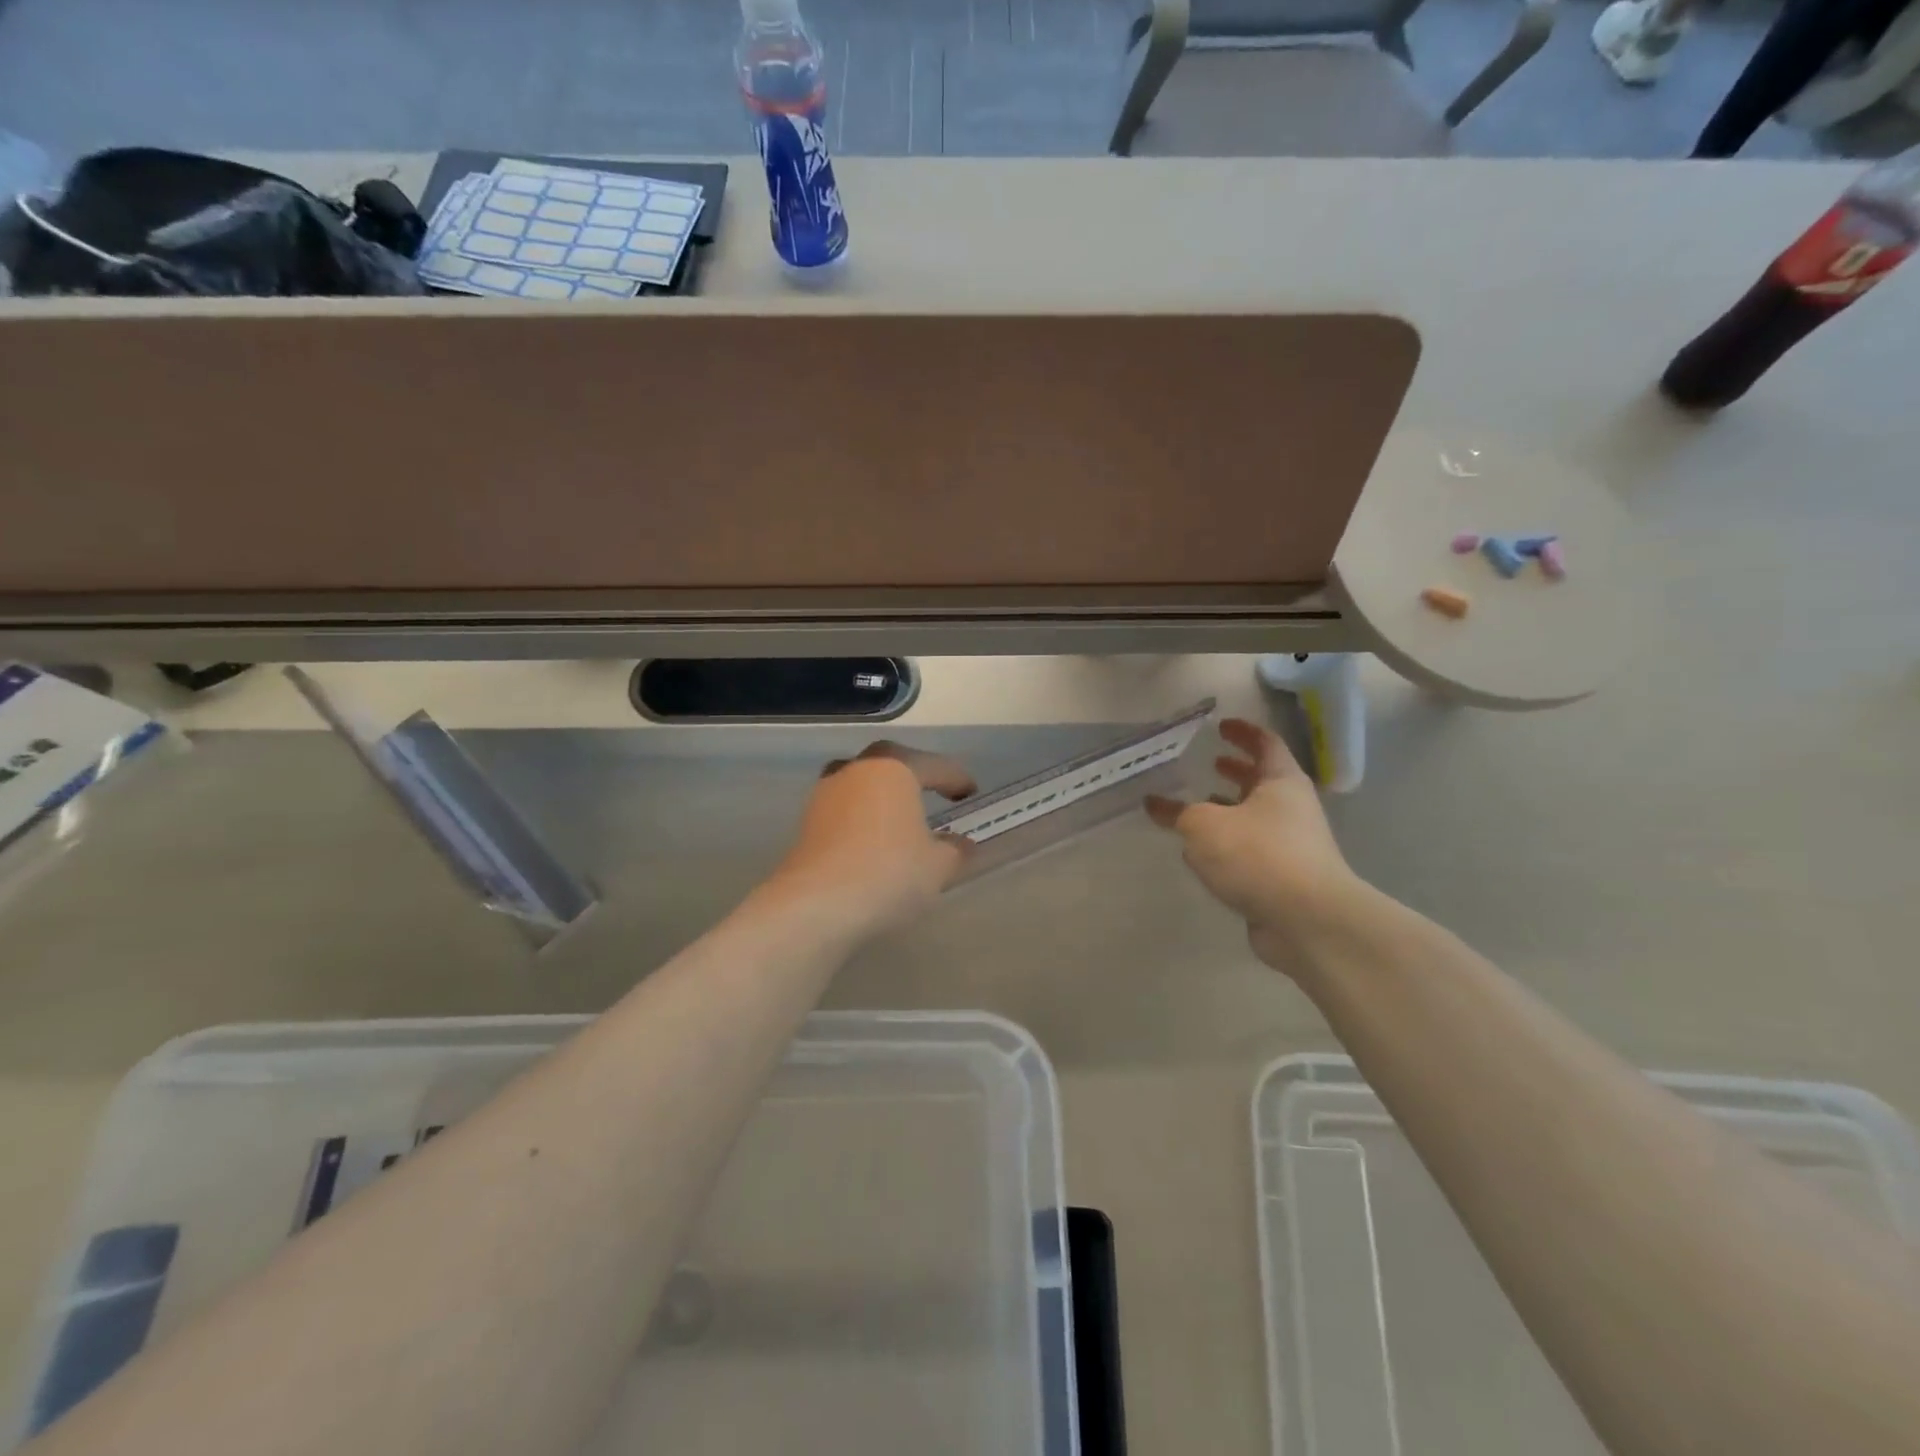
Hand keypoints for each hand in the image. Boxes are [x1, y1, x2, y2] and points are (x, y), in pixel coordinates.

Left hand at [765, 741, 976, 941]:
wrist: (816, 907)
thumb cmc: (889, 873)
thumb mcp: (938, 866)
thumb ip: (954, 850)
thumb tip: (960, 844)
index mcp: (893, 768)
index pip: (934, 766)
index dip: (957, 778)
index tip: (971, 793)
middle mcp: (856, 771)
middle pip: (890, 764)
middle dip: (914, 775)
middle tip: (933, 791)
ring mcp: (825, 795)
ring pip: (861, 785)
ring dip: (882, 796)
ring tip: (900, 819)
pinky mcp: (807, 824)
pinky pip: (845, 811)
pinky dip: (863, 819)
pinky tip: (874, 842)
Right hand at [1146, 717, 1360, 968]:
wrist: (1308, 920)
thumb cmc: (1258, 855)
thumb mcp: (1205, 826)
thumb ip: (1177, 813)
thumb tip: (1154, 803)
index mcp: (1281, 782)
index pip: (1265, 743)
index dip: (1243, 732)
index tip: (1221, 726)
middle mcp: (1292, 808)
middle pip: (1263, 780)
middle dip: (1237, 770)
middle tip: (1210, 762)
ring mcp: (1291, 845)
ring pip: (1255, 817)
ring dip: (1230, 808)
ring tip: (1198, 805)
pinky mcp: (1283, 878)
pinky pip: (1251, 849)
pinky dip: (1229, 843)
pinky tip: (1204, 852)